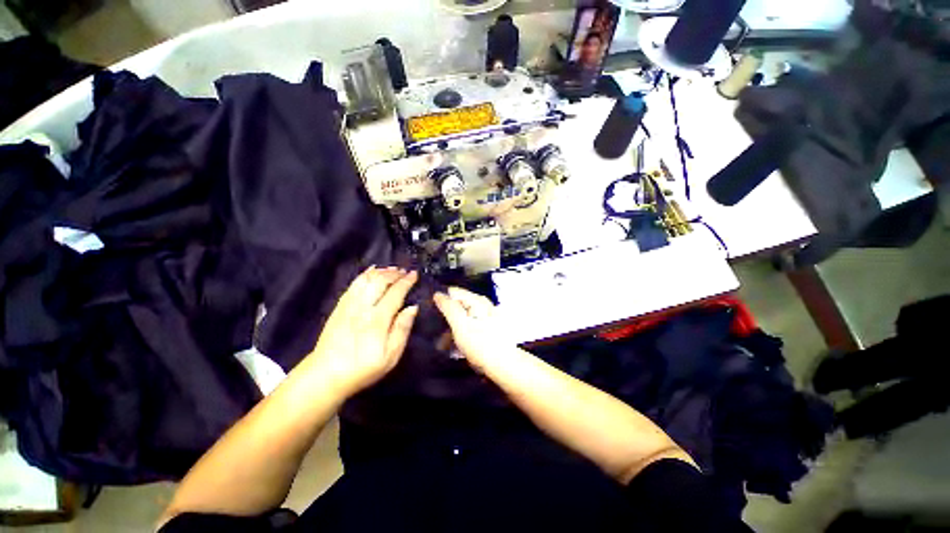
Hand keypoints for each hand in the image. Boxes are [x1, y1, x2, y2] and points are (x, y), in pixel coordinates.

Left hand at [308, 266, 418, 395]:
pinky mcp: (340, 306)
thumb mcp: (390, 356)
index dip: (406, 282)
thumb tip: (413, 308)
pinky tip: (371, 271)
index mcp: (377, 320)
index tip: (415, 274)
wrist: (325, 375)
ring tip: (392, 269)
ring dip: (381, 272)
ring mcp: (349, 305)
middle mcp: (363, 307)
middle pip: (380, 282)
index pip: (395, 293)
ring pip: (366, 280)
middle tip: (405, 271)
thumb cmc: (363, 368)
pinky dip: (364, 274)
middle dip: (394, 273)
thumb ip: (402, 329)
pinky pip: (353, 284)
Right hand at [433, 287, 511, 372]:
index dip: (441, 300)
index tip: (430, 311)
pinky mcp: (488, 329)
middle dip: (446, 316)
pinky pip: (469, 327)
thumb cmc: (480, 344)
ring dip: (452, 328)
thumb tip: (438, 294)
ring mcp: (487, 317)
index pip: (454, 292)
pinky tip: (455, 347)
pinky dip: (461, 334)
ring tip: (443, 343)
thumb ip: (449, 308)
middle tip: (435, 330)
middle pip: (459, 305)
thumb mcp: (460, 325)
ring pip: (463, 317)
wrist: (504, 365)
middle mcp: (483, 305)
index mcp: (478, 301)